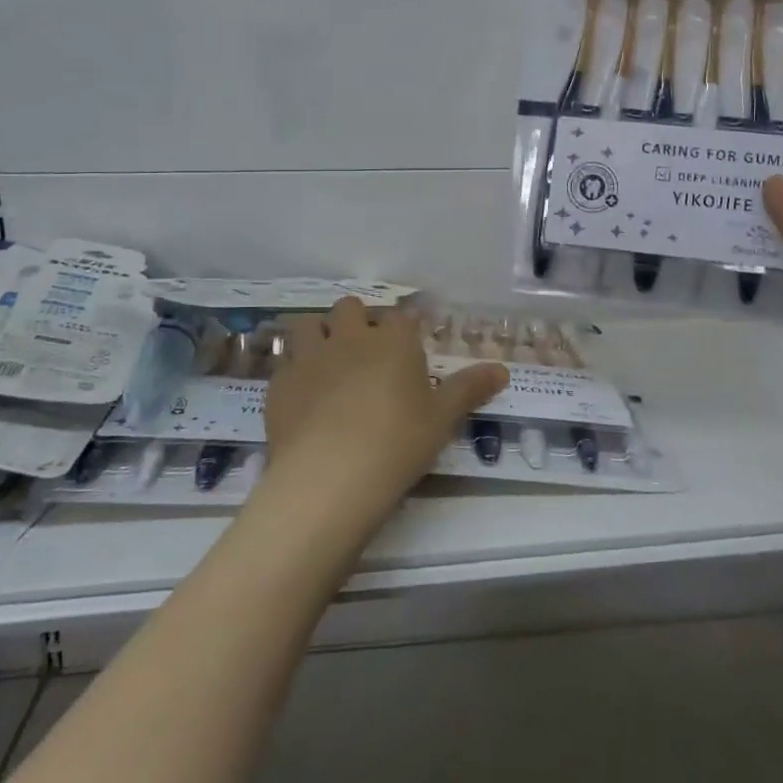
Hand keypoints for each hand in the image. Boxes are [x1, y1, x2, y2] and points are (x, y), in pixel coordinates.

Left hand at [263, 298, 507, 527]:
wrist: (331, 475)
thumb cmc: (398, 442)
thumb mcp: (442, 418)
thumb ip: (470, 389)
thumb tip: (503, 369)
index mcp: (393, 341)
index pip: (401, 315)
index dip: (405, 325)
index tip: (410, 339)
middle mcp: (350, 338)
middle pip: (349, 307)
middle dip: (357, 320)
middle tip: (366, 350)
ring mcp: (309, 357)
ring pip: (307, 325)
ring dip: (318, 335)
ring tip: (327, 362)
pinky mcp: (279, 383)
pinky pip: (285, 363)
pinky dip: (294, 371)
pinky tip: (302, 396)